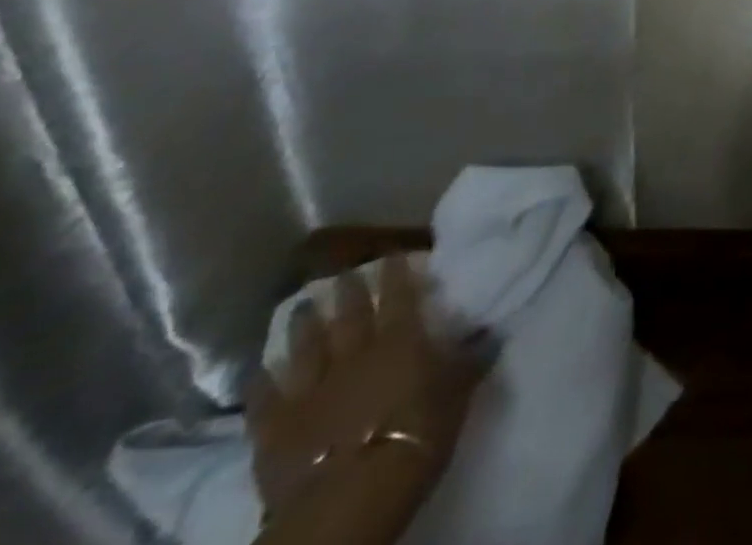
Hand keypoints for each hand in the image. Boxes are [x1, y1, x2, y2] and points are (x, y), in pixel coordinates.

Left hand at [247, 253, 489, 535]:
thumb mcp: (458, 394)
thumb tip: (493, 330)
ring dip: (304, 325)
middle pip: (349, 315)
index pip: (399, 295)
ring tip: (301, 305)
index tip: (390, 252)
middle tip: (342, 270)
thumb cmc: (416, 438)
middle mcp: (354, 354)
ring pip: (306, 348)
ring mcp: (310, 390)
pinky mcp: (275, 428)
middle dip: (346, 290)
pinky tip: (258, 368)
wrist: (348, 500)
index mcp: (400, 341)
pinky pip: (265, 399)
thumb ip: (470, 359)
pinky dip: (261, 381)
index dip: (395, 272)